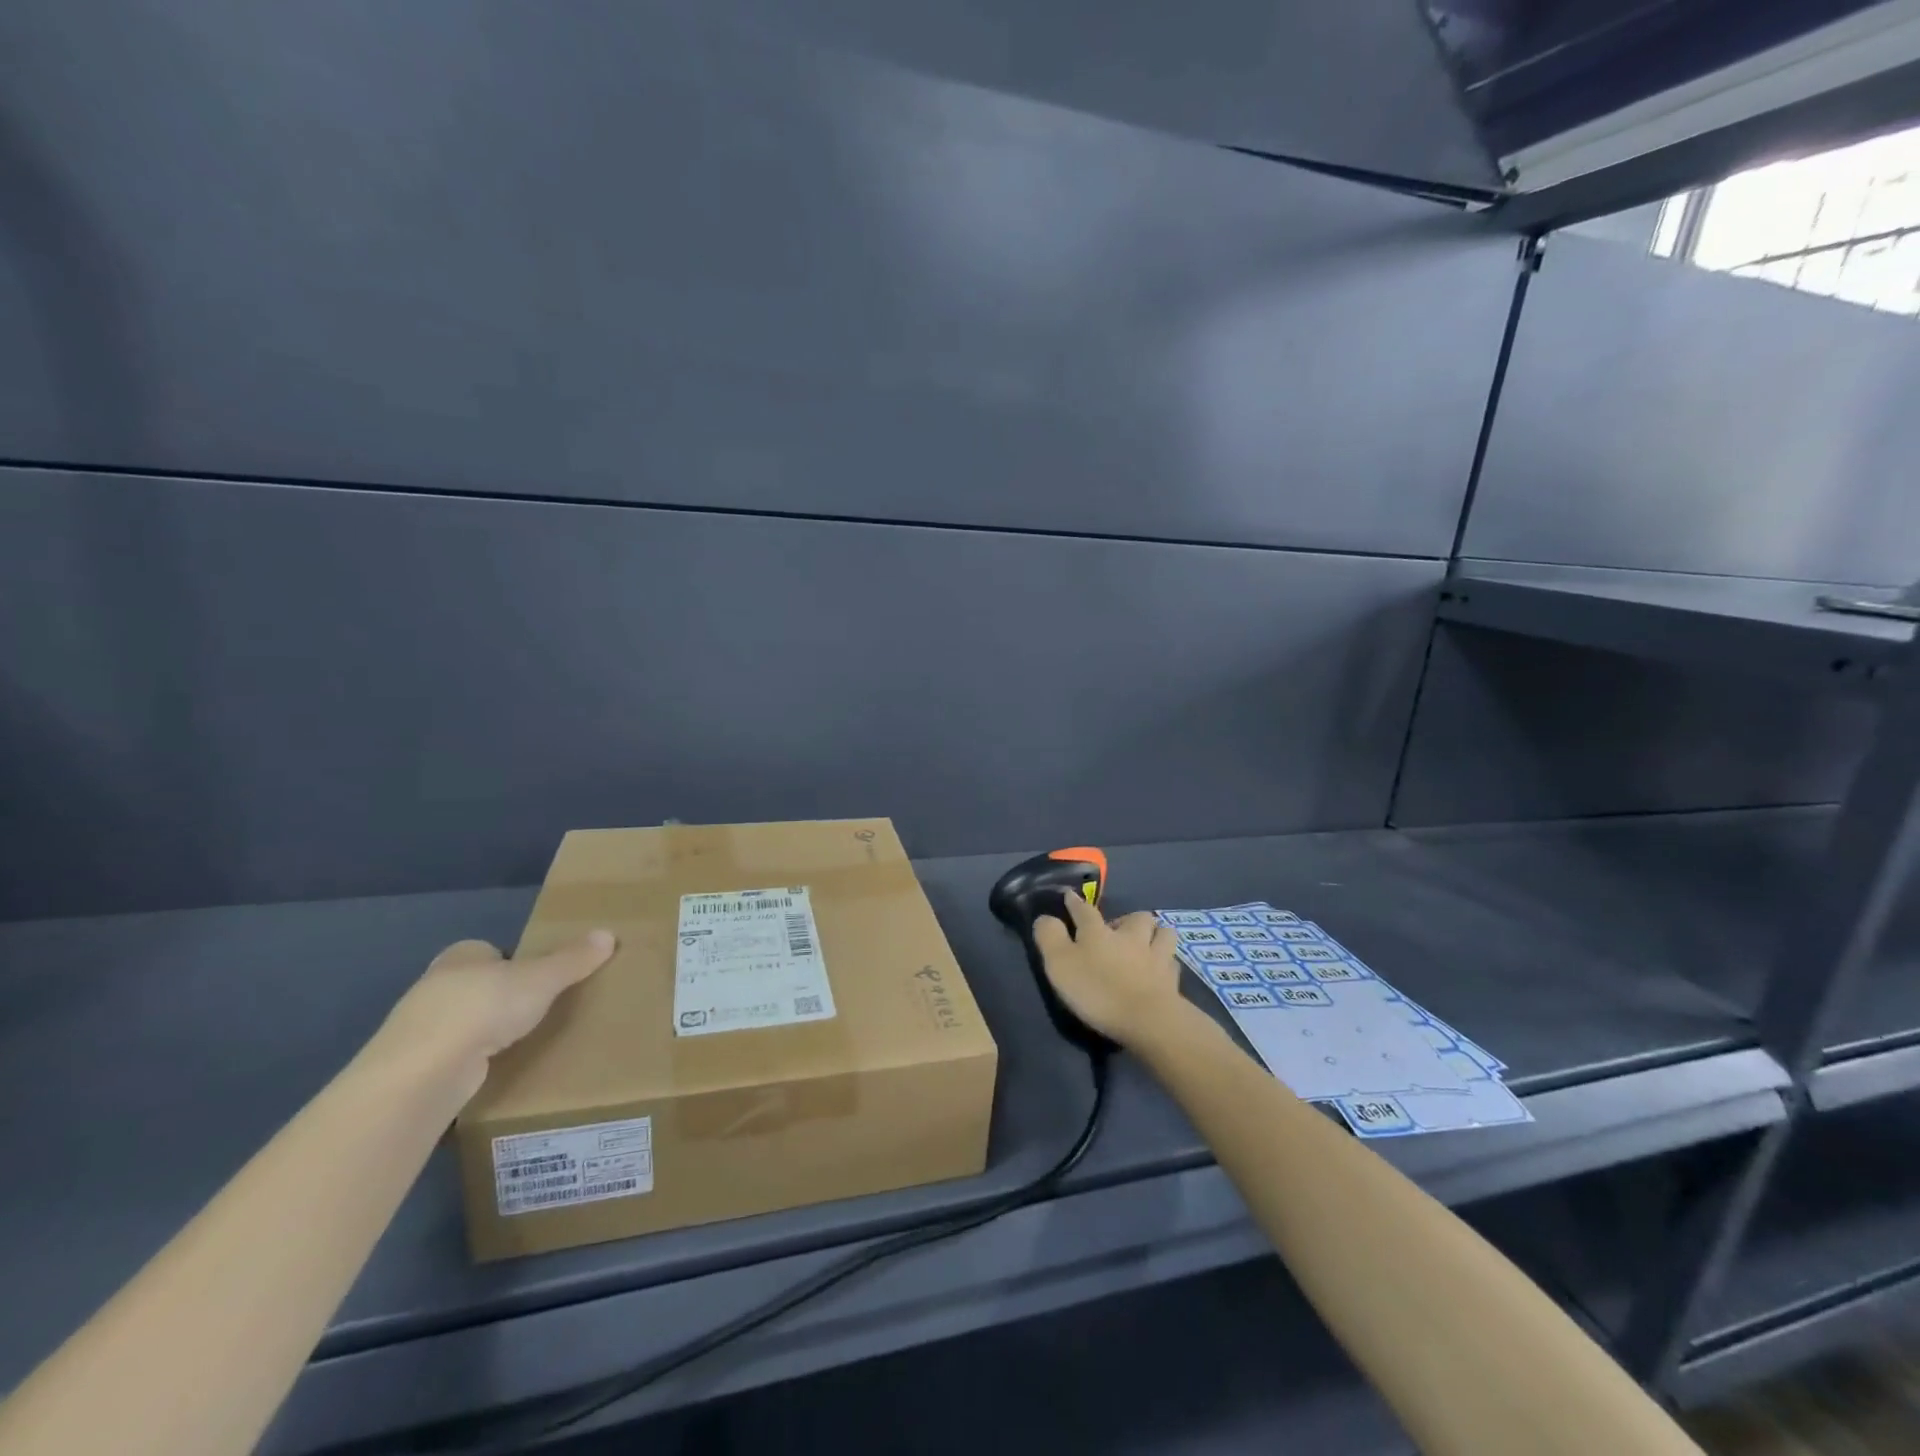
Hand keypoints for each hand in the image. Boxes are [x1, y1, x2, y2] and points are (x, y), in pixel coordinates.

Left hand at [366, 931, 617, 1102]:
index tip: (536, 975)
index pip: (487, 950)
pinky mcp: (416, 1068)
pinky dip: (473, 1061)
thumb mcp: (541, 978)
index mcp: (460, 956)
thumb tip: (608, 934)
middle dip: (499, 996)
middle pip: (475, 984)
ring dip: (484, 1031)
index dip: (510, 960)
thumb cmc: (484, 1007)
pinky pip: (454, 1056)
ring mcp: (419, 1030)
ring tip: (522, 1041)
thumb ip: (573, 959)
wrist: (425, 1071)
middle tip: (537, 1007)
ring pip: (462, 1022)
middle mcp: (434, 987)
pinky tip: (496, 1069)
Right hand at [1032, 892, 1183, 1047]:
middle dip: (1128, 919)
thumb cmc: (1098, 990)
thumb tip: (1045, 917)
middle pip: (1136, 917)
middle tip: (1119, 932)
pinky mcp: (1173, 980)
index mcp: (1099, 932)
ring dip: (1156, 935)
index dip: (1075, 903)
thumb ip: (1050, 937)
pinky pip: (1172, 963)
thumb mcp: (1060, 964)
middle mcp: (1131, 936)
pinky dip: (1167, 963)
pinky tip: (1161, 970)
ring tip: (1148, 944)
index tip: (1070, 896)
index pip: (1085, 910)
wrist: (1147, 1020)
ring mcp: (1157, 956)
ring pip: (1163, 933)